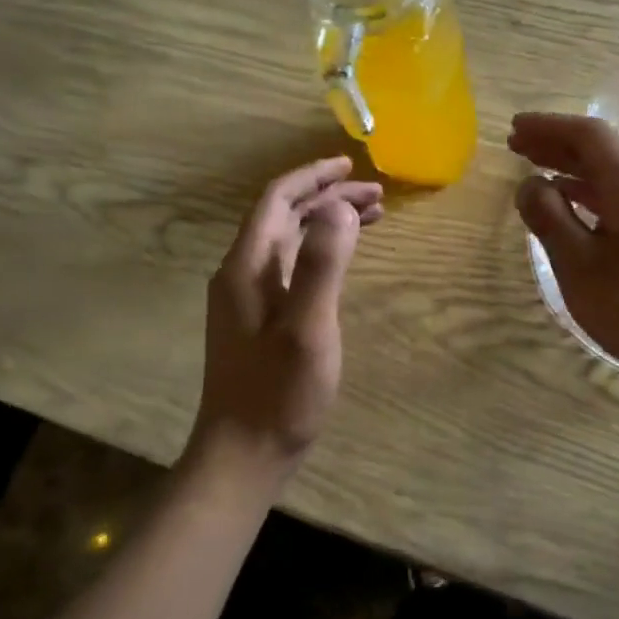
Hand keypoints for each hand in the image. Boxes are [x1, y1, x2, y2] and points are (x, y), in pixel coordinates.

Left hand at [187, 156, 381, 484]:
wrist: (242, 453)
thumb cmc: (278, 393)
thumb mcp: (308, 327)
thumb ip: (323, 264)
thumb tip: (340, 207)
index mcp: (247, 267)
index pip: (277, 201)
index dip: (313, 177)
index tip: (352, 165)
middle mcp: (241, 274)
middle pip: (284, 217)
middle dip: (328, 198)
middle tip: (377, 195)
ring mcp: (247, 299)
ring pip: (289, 242)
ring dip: (326, 223)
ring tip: (371, 217)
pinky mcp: (259, 320)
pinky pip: (291, 267)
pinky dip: (320, 252)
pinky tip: (341, 260)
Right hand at [510, 112, 618, 395]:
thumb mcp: (578, 265)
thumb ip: (549, 218)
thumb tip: (528, 184)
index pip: (589, 136)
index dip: (549, 127)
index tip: (514, 128)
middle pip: (603, 151)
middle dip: (558, 145)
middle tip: (517, 146)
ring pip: (614, 174)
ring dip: (573, 169)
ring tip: (536, 171)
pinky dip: (591, 193)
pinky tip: (572, 206)